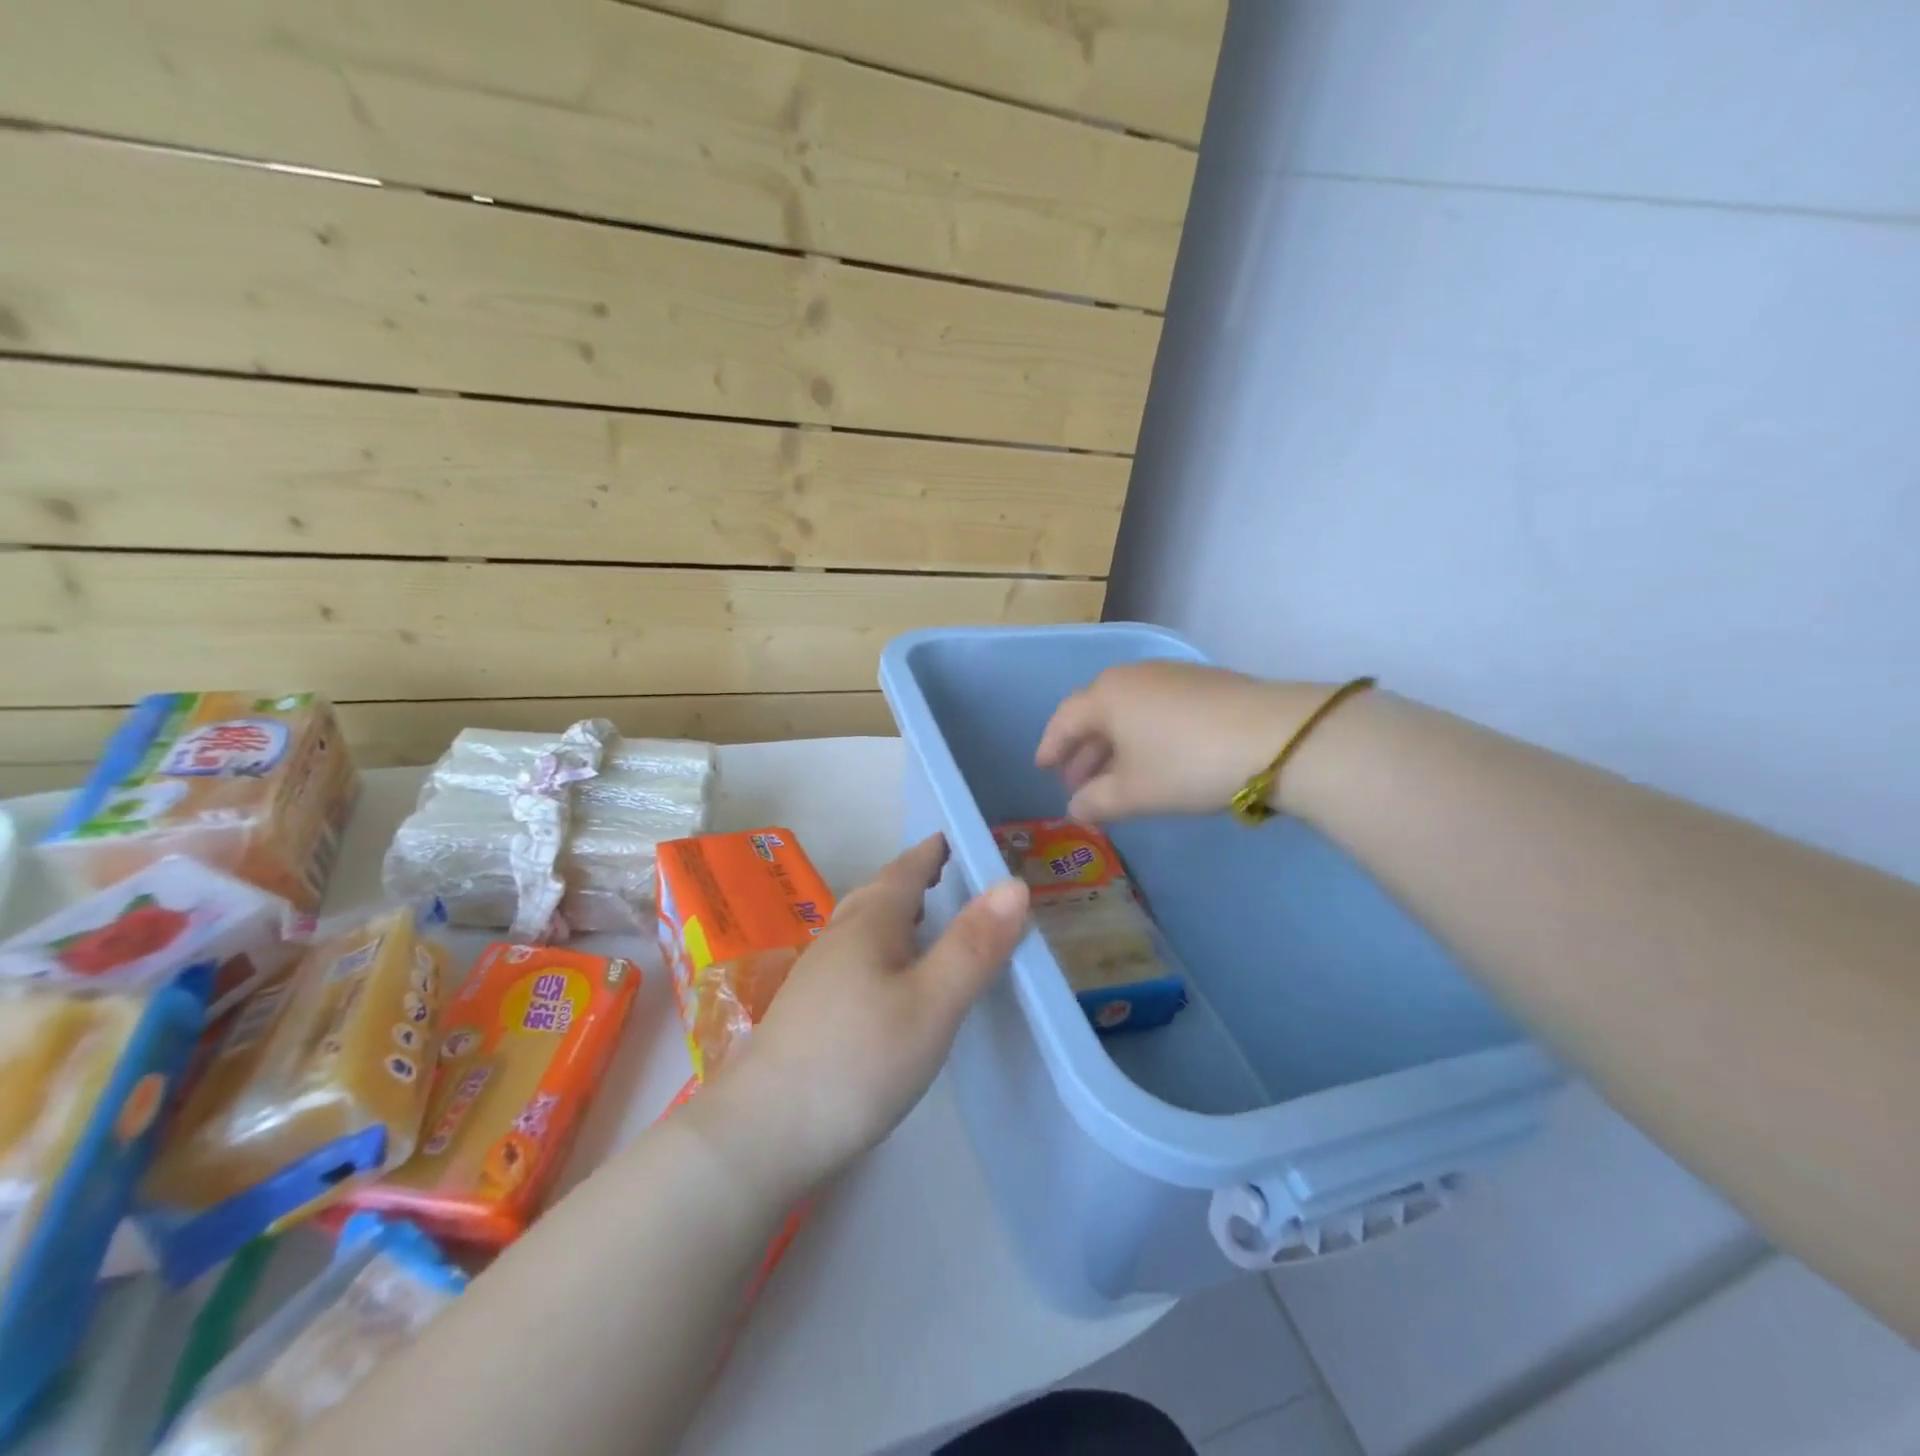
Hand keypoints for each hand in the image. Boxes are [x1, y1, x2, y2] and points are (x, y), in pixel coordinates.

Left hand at [704, 835, 1027, 1194]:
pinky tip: (891, 979)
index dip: (934, 850)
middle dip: (916, 879)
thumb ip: (973, 945)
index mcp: (870, 922)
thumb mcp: (932, 1004)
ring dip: (898, 913)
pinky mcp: (810, 1010)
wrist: (762, 1134)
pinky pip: (857, 956)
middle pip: (881, 893)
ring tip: (929, 920)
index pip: (907, 868)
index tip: (961, 837)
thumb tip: (1014, 883)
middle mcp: (839, 936)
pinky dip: (884, 948)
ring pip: (865, 926)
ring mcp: (818, 974)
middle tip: (953, 875)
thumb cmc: (857, 1060)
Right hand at [1037, 661, 1311, 819]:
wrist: (1275, 737)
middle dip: (1082, 750)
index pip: (1064, 720)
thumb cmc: (1187, 764)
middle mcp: (1132, 676)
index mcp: (1105, 696)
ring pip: (1127, 711)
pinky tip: (1154, 759)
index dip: (1050, 747)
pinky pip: (1155, 709)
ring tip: (1114, 777)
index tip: (1042, 769)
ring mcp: (1170, 675)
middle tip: (1077, 783)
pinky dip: (1143, 735)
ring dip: (1113, 744)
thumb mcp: (1134, 792)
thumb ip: (1096, 802)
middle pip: (1095, 713)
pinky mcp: (1202, 683)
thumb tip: (1075, 809)